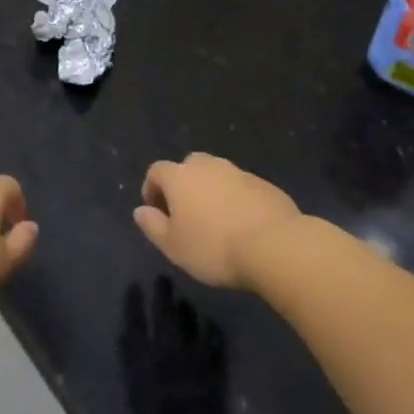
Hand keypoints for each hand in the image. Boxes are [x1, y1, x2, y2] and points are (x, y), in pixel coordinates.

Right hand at [134, 154, 301, 290]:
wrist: (273, 245)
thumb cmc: (213, 247)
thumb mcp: (173, 246)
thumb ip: (152, 225)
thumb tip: (140, 210)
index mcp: (180, 177)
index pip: (156, 171)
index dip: (152, 188)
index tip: (156, 211)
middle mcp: (208, 166)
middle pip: (188, 166)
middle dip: (184, 185)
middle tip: (187, 214)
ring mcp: (238, 172)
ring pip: (217, 175)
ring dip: (211, 191)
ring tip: (216, 221)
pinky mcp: (264, 184)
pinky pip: (241, 187)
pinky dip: (236, 199)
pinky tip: (242, 224)